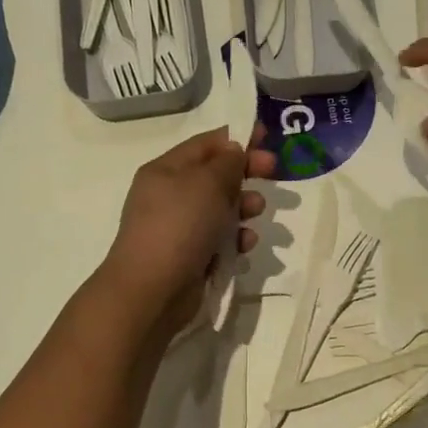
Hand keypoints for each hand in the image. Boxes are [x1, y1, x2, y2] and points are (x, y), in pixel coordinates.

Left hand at [98, 128, 274, 337]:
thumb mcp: (207, 183)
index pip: (205, 144)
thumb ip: (227, 162)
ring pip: (222, 208)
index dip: (237, 138)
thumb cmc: (179, 225)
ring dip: (244, 207)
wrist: (152, 290)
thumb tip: (234, 151)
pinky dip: (236, 238)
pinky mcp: (192, 255)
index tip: (267, 137)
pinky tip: (245, 244)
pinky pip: (220, 239)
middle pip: (216, 175)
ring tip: (256, 212)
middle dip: (245, 173)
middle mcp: (171, 195)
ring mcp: (180, 227)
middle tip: (274, 171)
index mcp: (166, 170)